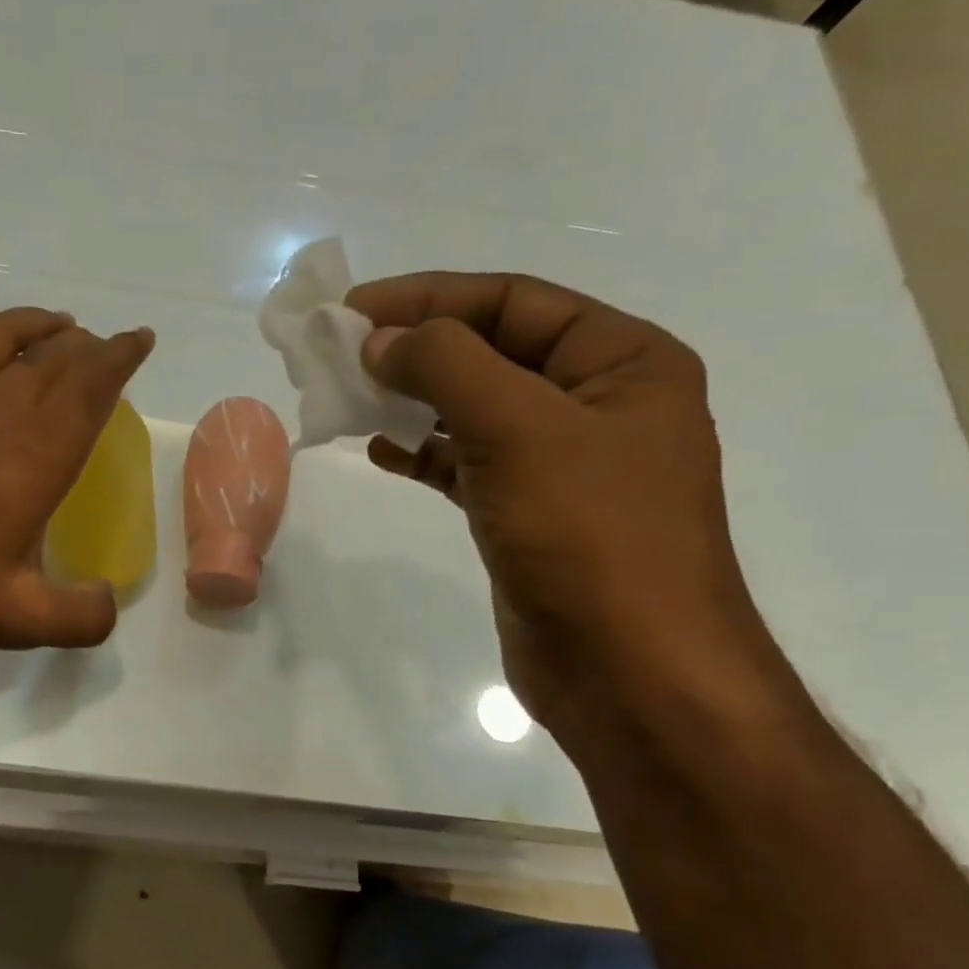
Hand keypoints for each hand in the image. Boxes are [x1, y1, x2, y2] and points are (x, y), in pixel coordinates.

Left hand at [0, 280, 153, 652]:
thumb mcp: (18, 618)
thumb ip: (79, 617)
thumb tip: (107, 604)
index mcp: (39, 453)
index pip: (93, 387)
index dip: (121, 358)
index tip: (139, 339)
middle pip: (52, 359)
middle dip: (85, 347)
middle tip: (102, 348)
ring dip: (34, 324)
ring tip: (59, 321)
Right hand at [348, 272, 776, 734]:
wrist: (628, 670)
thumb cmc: (588, 536)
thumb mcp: (518, 428)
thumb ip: (446, 366)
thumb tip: (382, 339)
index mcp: (623, 361)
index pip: (513, 301)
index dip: (429, 298)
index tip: (353, 310)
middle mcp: (597, 403)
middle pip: (491, 352)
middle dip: (416, 348)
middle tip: (340, 354)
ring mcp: (562, 463)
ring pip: (474, 410)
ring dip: (413, 399)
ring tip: (349, 396)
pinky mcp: (528, 514)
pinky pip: (467, 463)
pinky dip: (423, 453)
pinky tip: (379, 449)